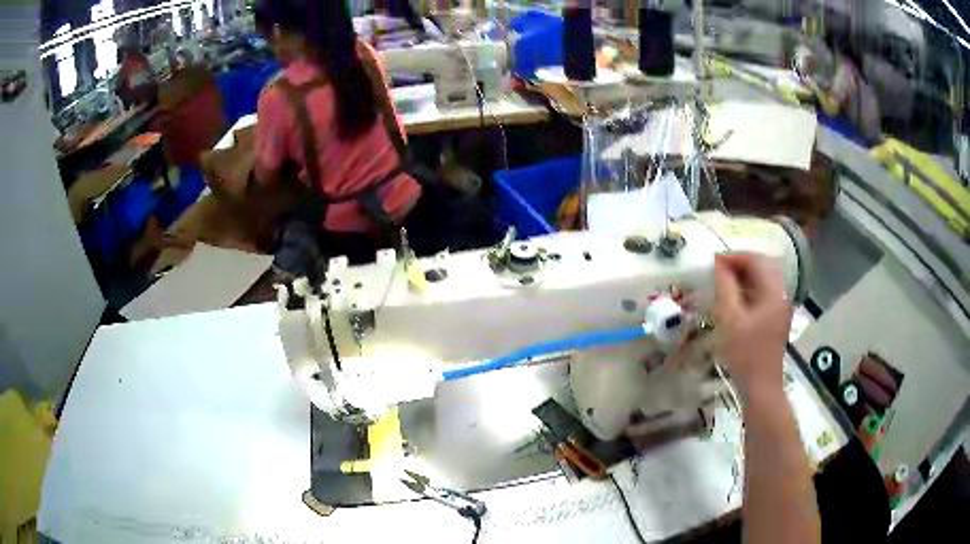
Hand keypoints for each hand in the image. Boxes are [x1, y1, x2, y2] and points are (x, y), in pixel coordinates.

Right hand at [713, 253, 792, 397]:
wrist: (761, 387)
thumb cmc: (745, 354)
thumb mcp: (730, 320)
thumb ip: (725, 288)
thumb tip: (719, 264)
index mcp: (774, 291)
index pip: (755, 260)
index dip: (733, 257)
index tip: (713, 262)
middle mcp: (781, 294)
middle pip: (762, 267)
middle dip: (739, 264)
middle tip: (717, 271)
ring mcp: (780, 307)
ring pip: (763, 281)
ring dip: (743, 277)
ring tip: (722, 283)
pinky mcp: (776, 319)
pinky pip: (763, 294)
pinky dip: (748, 290)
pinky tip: (734, 300)